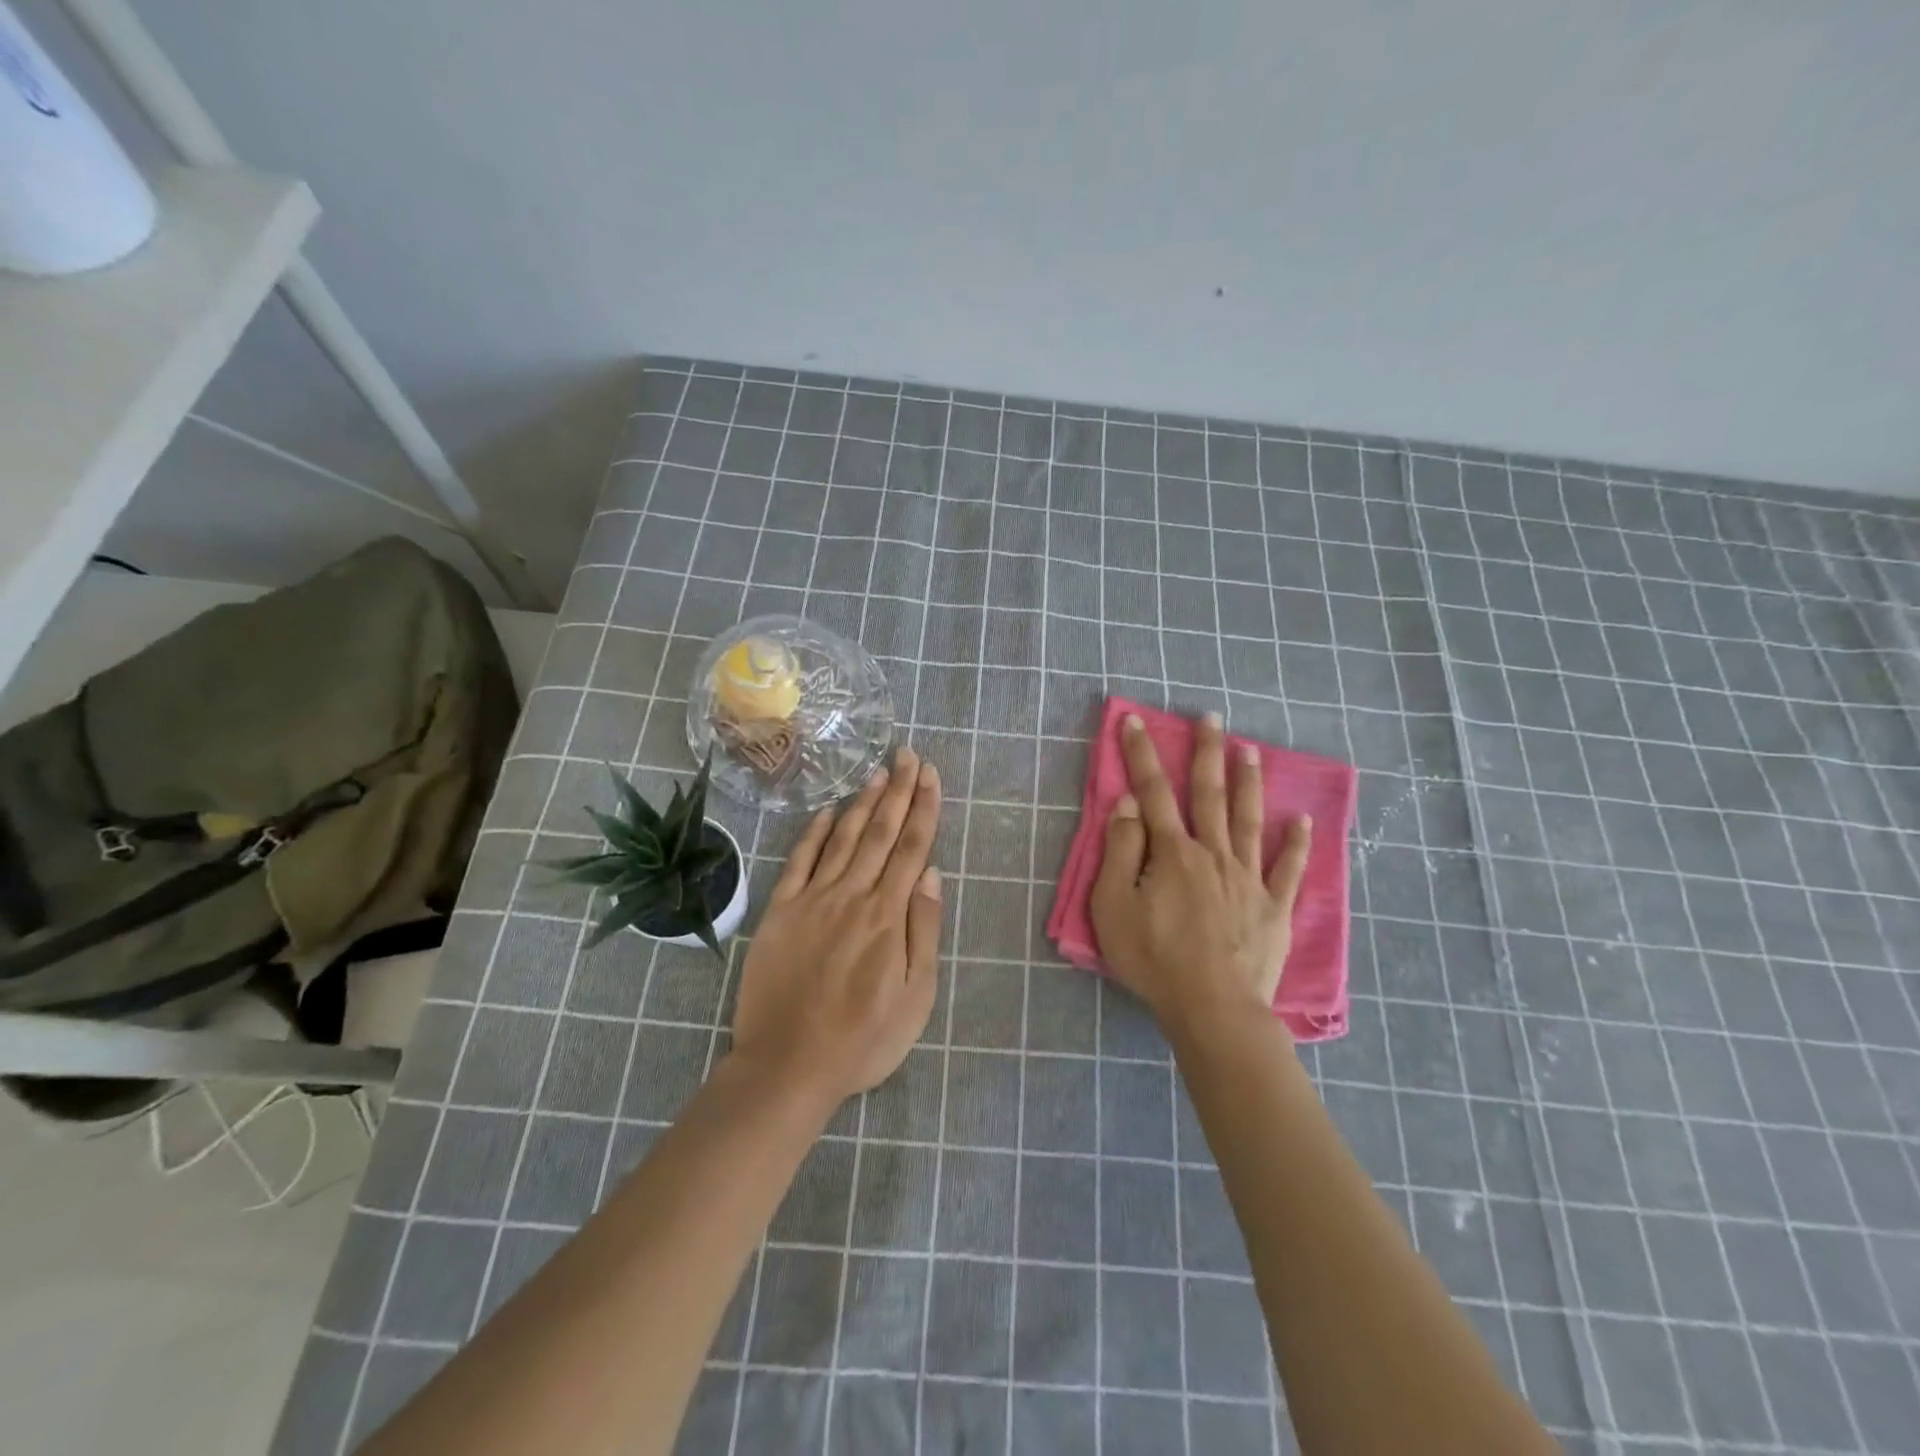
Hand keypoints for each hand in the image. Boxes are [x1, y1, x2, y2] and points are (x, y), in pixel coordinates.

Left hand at [728, 746, 942, 1108]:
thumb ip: (924, 930)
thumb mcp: (916, 996)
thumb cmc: (863, 1038)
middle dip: (897, 791)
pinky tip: (826, 811)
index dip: (923, 808)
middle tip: (907, 755)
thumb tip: (932, 874)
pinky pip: (799, 861)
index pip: (912, 848)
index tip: (930, 775)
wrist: (788, 1064)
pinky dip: (814, 832)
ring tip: (877, 771)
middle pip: (879, 832)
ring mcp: (812, 899)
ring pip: (842, 838)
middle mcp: (852, 895)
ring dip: (861, 802)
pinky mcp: (780, 911)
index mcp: (888, 915)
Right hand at [1089, 712, 1311, 1040]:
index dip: (1142, 755)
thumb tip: (1129, 805)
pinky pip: (1288, 869)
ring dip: (1249, 782)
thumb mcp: (1114, 905)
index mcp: (1173, 852)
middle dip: (1206, 752)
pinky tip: (1302, 820)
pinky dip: (1297, 844)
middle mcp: (1214, 854)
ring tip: (1251, 750)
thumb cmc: (1154, 958)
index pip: (1153, 792)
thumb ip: (1120, 851)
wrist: (1213, 1008)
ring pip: (1250, 820)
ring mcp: (1249, 879)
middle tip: (1212, 717)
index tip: (1137, 721)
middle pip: (1209, 794)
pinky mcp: (1274, 908)